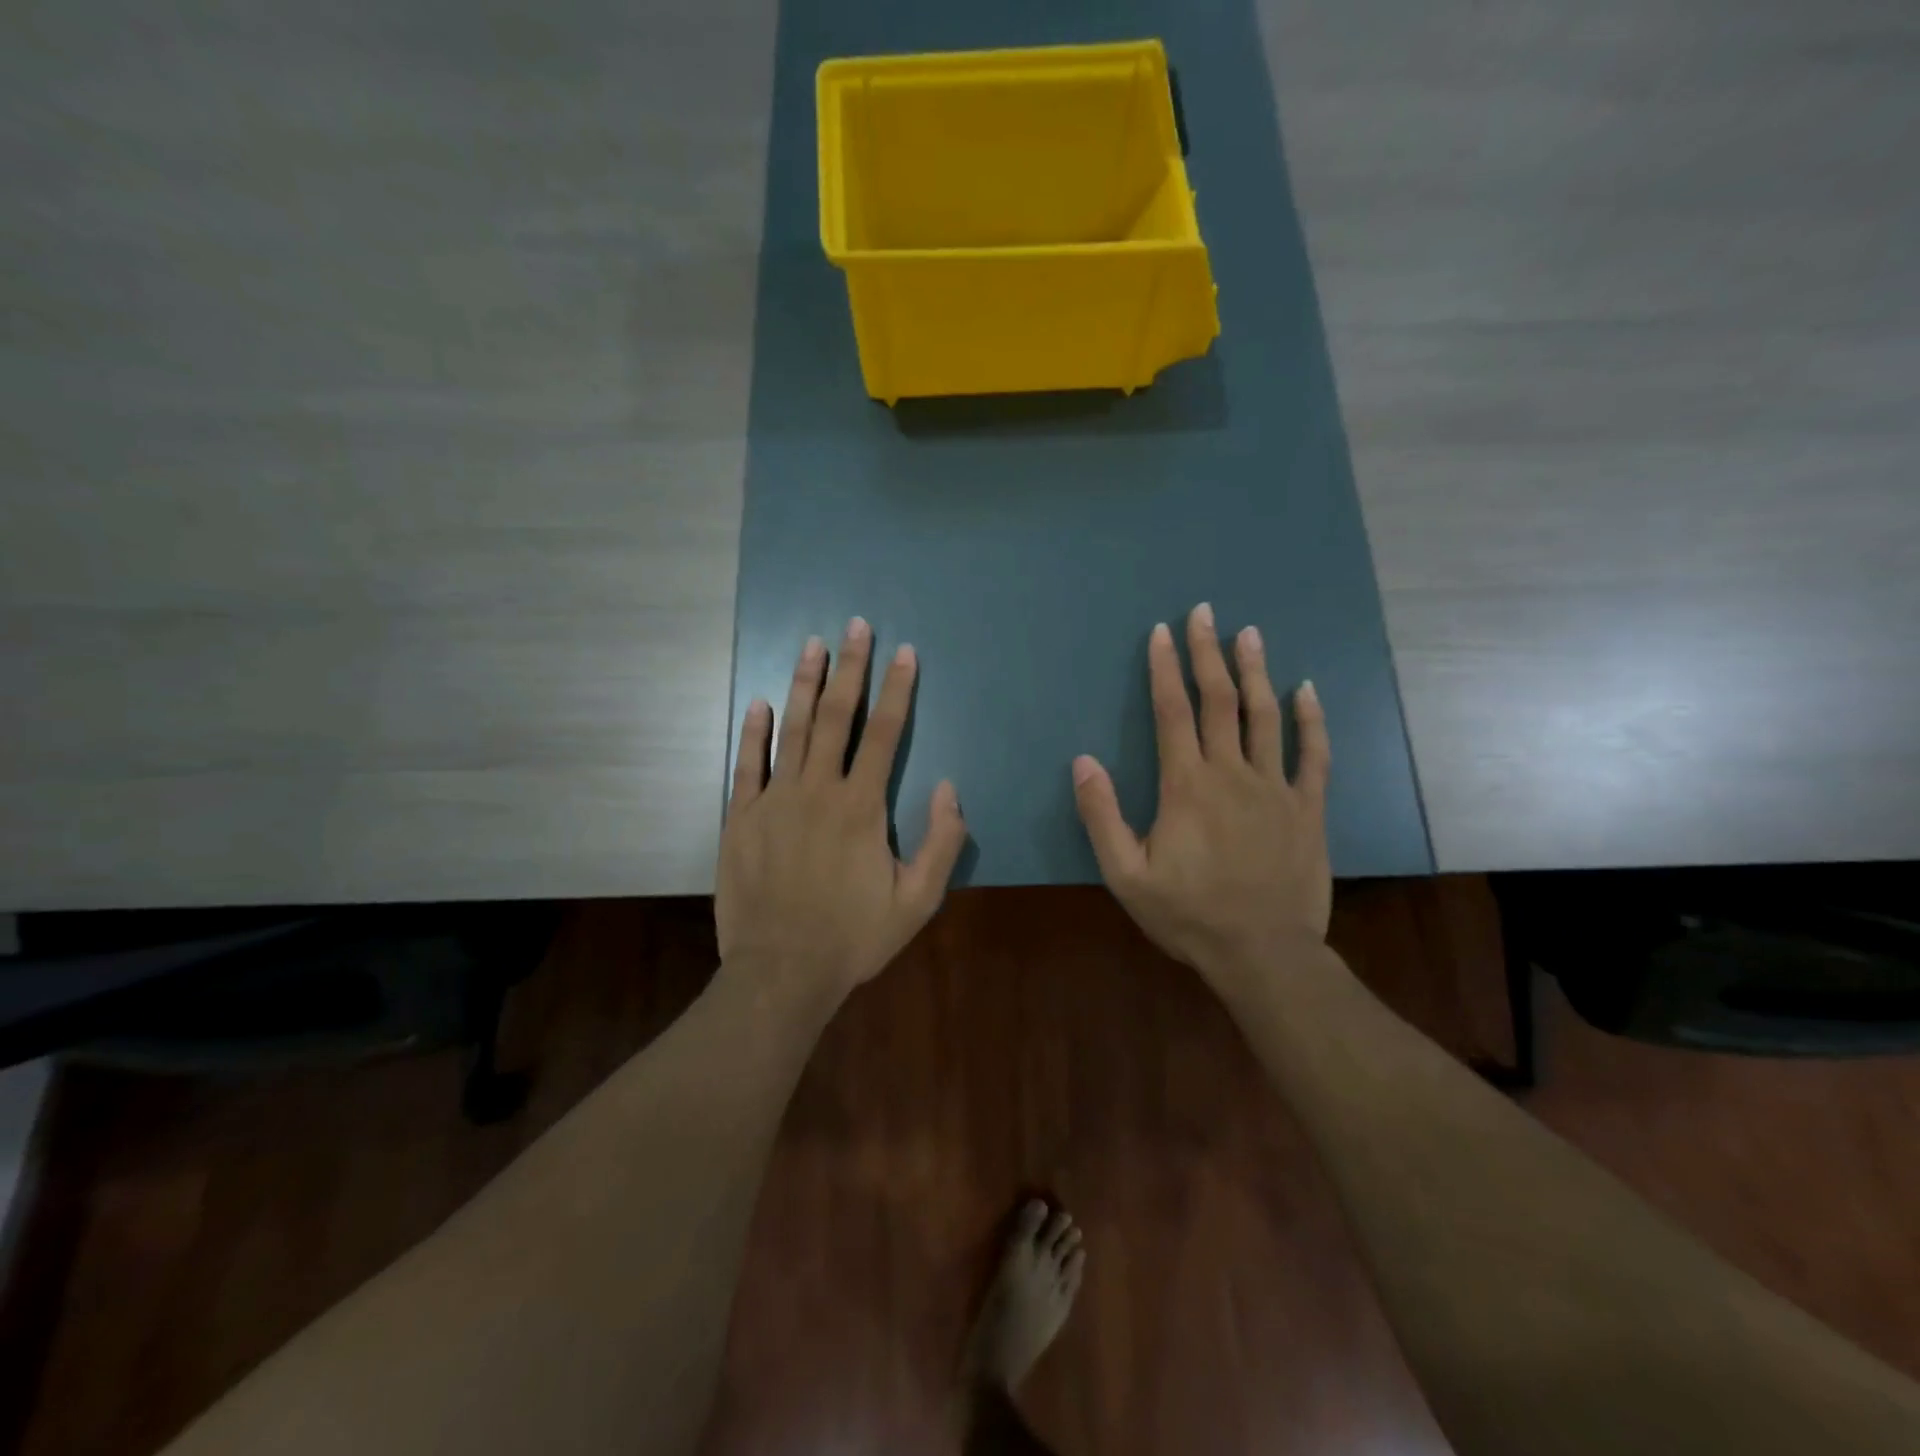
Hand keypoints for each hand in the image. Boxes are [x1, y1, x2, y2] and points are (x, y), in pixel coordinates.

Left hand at [716, 617, 968, 1003]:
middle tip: (855, 626)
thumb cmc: (854, 937)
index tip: (904, 653)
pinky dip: (753, 731)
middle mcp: (818, 791)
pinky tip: (759, 701)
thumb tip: (949, 788)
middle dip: (850, 668)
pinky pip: (746, 764)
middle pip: (837, 717)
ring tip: (811, 644)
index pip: (885, 734)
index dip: (898, 690)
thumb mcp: (917, 901)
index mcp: (862, 808)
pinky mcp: (741, 818)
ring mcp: (775, 801)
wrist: (782, 973)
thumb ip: (941, 842)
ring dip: (804, 684)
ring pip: (791, 729)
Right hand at [1071, 603, 1331, 985]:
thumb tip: (1083, 760)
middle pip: (1219, 700)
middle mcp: (1232, 773)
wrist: (1263, 953)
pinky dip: (1310, 720)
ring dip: (1256, 671)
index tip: (1162, 632)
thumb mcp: (1126, 874)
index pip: (1173, 711)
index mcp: (1186, 785)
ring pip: (1265, 716)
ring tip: (1250, 633)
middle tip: (1204, 612)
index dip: (1165, 668)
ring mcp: (1275, 788)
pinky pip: (1313, 754)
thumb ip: (1102, 815)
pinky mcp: (1307, 808)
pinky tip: (1306, 690)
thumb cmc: (1188, 914)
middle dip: (1208, 653)